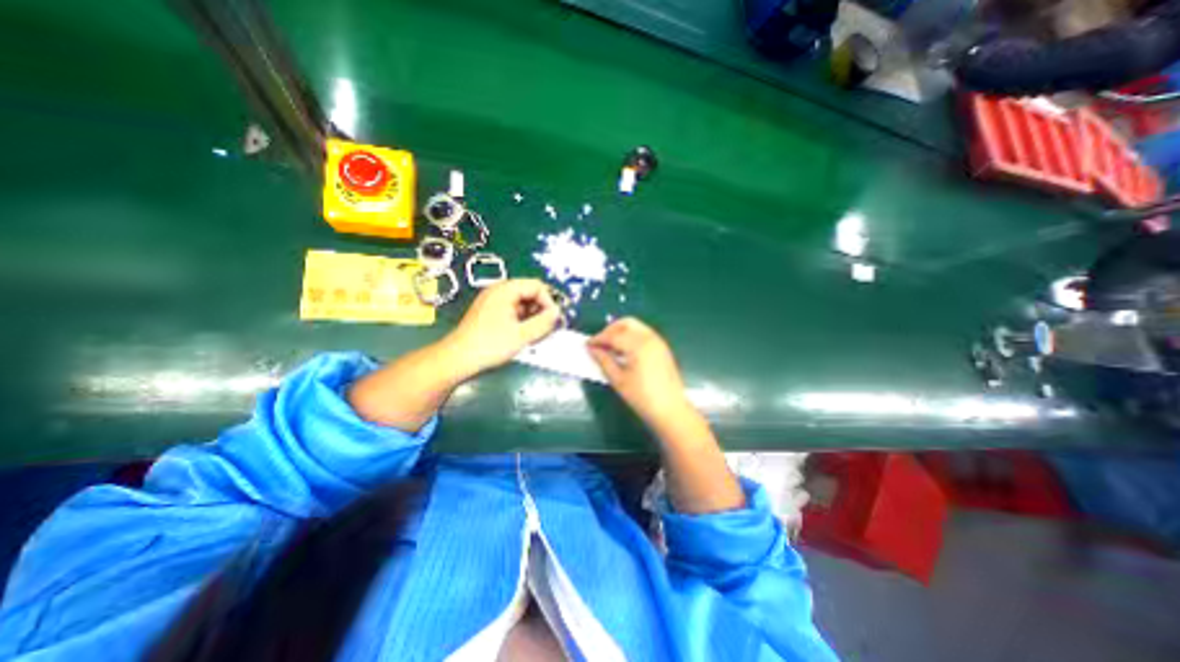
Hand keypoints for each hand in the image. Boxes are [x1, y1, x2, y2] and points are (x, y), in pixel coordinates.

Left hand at [443, 280, 561, 379]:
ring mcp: (493, 301)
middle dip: (541, 310)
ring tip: (536, 334)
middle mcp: (499, 291)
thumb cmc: (490, 345)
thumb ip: (543, 322)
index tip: (553, 320)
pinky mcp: (490, 312)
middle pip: (530, 293)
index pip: (537, 286)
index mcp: (505, 290)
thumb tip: (558, 313)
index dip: (549, 301)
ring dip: (533, 316)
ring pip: (523, 303)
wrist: (458, 359)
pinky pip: (513, 310)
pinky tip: (524, 335)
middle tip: (546, 329)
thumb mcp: (521, 335)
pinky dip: (522, 320)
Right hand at [588, 318, 692, 426]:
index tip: (587, 345)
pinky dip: (631, 336)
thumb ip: (604, 361)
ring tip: (610, 348)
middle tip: (599, 343)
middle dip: (610, 330)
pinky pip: (643, 333)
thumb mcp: (619, 380)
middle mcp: (650, 338)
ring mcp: (658, 341)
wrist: (671, 410)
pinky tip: (624, 351)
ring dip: (621, 332)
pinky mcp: (662, 347)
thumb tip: (592, 350)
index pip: (613, 335)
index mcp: (638, 345)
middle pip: (626, 323)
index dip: (598, 339)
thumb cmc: (642, 397)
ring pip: (636, 326)